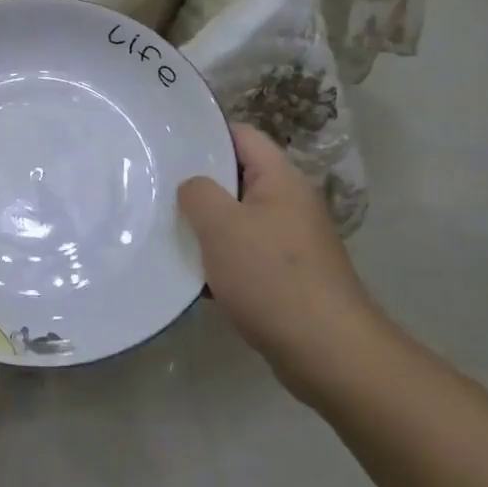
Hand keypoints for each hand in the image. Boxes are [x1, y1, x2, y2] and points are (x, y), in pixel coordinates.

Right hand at [178, 123, 376, 390]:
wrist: (329, 353)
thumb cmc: (272, 277)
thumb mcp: (222, 226)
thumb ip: (198, 194)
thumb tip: (193, 187)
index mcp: (281, 178)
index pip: (241, 135)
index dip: (205, 133)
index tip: (168, 143)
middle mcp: (290, 202)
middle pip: (237, 176)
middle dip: (200, 183)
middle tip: (158, 187)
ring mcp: (292, 241)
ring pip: (239, 218)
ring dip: (208, 226)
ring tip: (167, 229)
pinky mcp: (289, 276)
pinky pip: (247, 253)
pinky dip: (222, 260)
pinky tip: (193, 275)